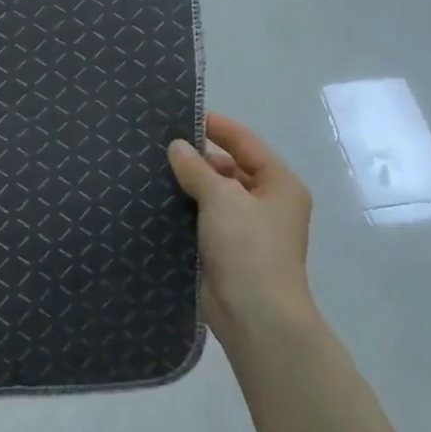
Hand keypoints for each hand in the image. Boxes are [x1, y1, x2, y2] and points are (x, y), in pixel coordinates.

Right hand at [168, 113, 314, 336]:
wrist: (254, 316)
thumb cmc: (248, 248)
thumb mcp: (222, 198)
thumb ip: (197, 168)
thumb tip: (176, 147)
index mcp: (279, 184)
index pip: (247, 143)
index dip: (218, 126)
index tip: (184, 115)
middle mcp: (267, 203)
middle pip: (230, 169)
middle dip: (198, 158)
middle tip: (159, 144)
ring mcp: (247, 230)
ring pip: (214, 196)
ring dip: (189, 185)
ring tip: (151, 168)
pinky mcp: (226, 252)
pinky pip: (203, 221)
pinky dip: (184, 211)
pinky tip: (156, 201)